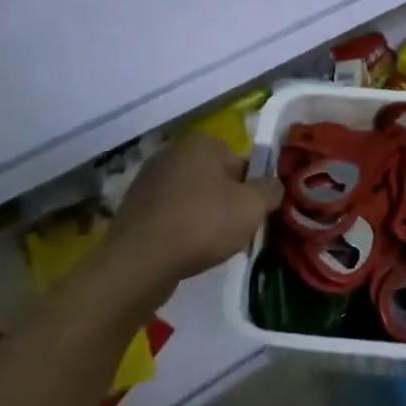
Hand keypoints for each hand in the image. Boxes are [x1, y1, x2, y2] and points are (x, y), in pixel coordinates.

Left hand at [107, 135, 283, 296]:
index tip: (251, 214)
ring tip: (209, 246)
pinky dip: (179, 229)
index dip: (251, 189)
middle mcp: (172, 153)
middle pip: (215, 178)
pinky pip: (169, 215)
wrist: (140, 262)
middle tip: (234, 231)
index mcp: (202, 143)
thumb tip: (273, 186)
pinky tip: (184, 250)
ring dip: (202, 216)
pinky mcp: (132, 208)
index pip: (241, 162)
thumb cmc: (203, 224)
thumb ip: (271, 189)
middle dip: (226, 202)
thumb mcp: (253, 206)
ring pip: (191, 198)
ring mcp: (148, 180)